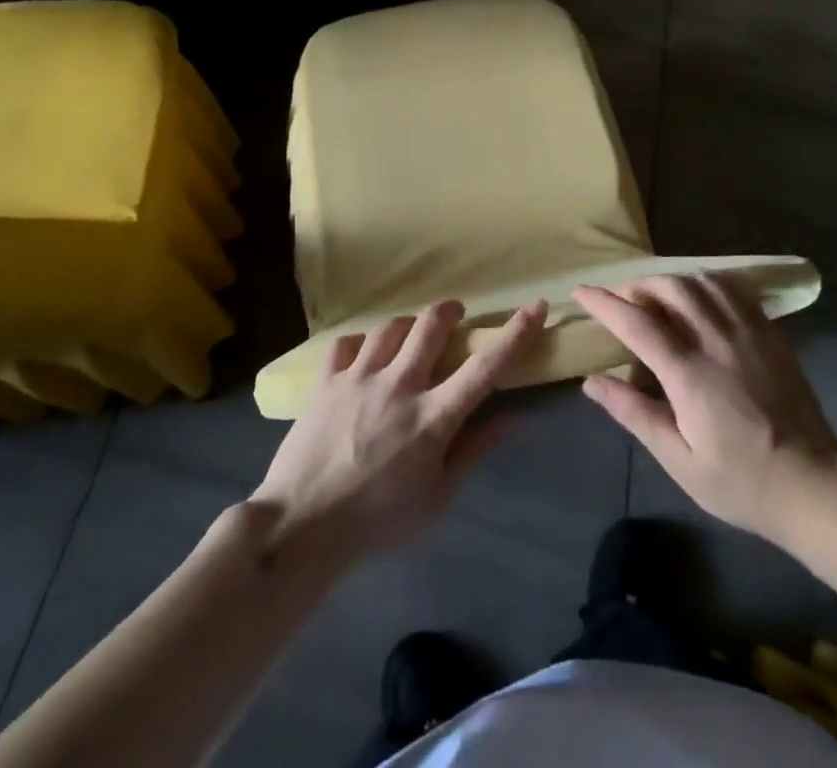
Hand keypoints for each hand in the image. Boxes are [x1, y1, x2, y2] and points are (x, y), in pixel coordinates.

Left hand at [249, 299, 546, 558]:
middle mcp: (400, 386)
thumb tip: (515, 418)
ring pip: (390, 327)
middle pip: (431, 325)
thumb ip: (474, 450)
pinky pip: (346, 343)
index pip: (485, 368)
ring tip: (408, 336)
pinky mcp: (326, 381)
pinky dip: (360, 344)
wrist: (300, 529)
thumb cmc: (377, 521)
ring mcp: (359, 378)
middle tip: (454, 315)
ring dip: (406, 326)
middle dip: (449, 311)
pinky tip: (362, 357)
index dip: (515, 334)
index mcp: (433, 417)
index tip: (536, 307)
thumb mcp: (437, 498)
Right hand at [575, 275, 836, 543]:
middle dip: (637, 287)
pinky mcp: (770, 332)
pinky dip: (706, 285)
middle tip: (622, 302)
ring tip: (657, 298)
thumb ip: (634, 414)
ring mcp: (748, 330)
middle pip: (669, 289)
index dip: (605, 303)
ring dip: (671, 282)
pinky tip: (700, 299)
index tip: (582, 292)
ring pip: (701, 282)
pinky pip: (733, 290)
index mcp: (689, 372)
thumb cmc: (740, 480)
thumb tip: (591, 382)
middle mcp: (717, 339)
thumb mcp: (679, 460)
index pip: (636, 323)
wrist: (813, 483)